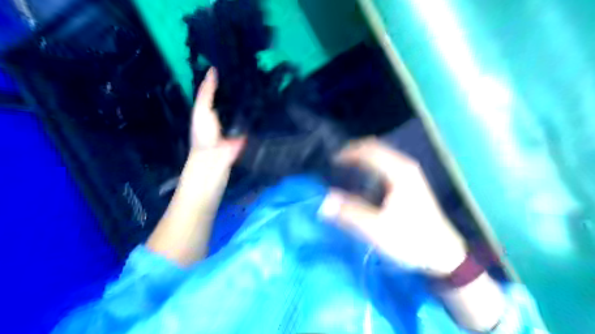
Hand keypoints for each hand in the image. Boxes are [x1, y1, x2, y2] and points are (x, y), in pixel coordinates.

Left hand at [150, 70, 245, 265]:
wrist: (197, 203)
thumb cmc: (203, 183)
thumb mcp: (214, 167)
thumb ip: (226, 152)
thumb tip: (242, 140)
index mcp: (203, 134)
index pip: (204, 105)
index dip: (208, 88)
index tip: (214, 70)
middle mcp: (205, 136)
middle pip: (209, 109)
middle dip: (216, 93)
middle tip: (229, 79)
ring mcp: (211, 145)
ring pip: (216, 120)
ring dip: (223, 106)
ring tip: (237, 95)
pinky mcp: (218, 155)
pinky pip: (225, 132)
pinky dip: (231, 123)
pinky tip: (241, 123)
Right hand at [318, 137, 466, 274]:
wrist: (443, 254)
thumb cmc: (411, 240)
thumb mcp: (377, 229)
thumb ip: (350, 213)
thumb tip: (325, 200)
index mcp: (399, 172)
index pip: (369, 151)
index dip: (349, 153)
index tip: (331, 162)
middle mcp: (405, 166)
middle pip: (376, 148)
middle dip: (354, 151)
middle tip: (335, 162)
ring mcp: (409, 173)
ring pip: (381, 155)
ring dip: (362, 158)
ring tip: (345, 166)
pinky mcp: (410, 182)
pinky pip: (385, 164)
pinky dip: (370, 165)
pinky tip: (363, 177)